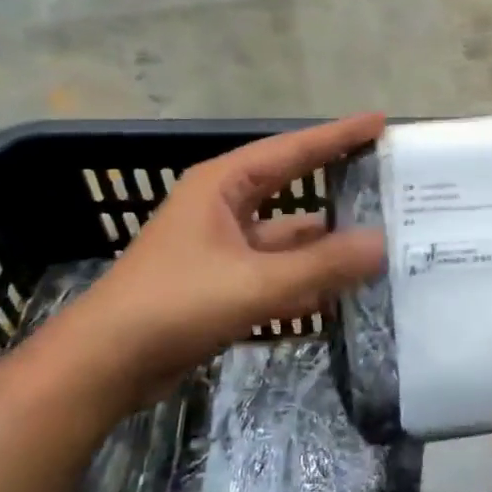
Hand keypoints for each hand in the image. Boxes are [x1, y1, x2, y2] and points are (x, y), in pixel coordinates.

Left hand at [57, 114, 386, 410]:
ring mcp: (223, 249)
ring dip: (327, 244)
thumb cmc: (174, 304)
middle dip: (338, 187)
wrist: (103, 367)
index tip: (380, 123)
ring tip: (382, 243)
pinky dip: (307, 280)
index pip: (292, 150)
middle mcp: (224, 209)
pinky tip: (346, 293)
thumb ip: (322, 264)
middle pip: (293, 190)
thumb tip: (383, 244)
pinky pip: (277, 273)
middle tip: (388, 182)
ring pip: (288, 239)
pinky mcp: (222, 285)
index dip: (338, 135)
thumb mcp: (254, 282)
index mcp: (224, 186)